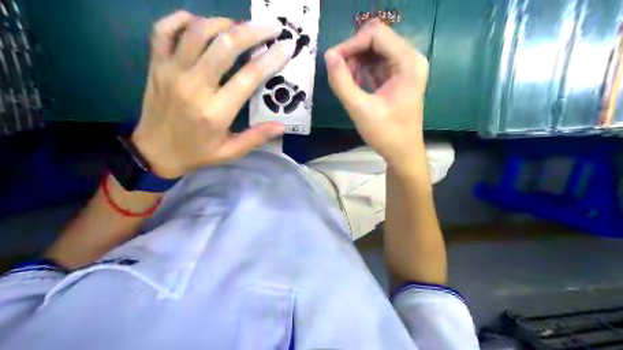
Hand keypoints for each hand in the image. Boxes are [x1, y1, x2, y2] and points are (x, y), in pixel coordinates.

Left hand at [132, 11, 296, 178]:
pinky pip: (164, 30)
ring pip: (198, 32)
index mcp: (216, 112)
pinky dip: (182, 19)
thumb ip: (256, 138)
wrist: (153, 152)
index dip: (271, 58)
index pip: (249, 76)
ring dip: (223, 23)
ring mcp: (171, 72)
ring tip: (239, 26)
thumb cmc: (196, 153)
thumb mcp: (229, 152)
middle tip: (271, 27)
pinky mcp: (156, 65)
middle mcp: (194, 87)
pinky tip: (199, 23)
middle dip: (253, 31)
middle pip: (225, 46)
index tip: (287, 46)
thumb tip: (282, 126)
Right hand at [327, 20, 428, 166]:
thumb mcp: (359, 109)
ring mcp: (405, 66)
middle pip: (375, 38)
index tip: (332, 61)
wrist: (403, 152)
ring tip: (348, 84)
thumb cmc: (386, 134)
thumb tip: (328, 55)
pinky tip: (355, 86)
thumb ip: (341, 81)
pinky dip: (362, 70)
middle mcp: (410, 58)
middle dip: (353, 53)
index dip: (351, 43)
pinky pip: (376, 61)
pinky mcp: (399, 75)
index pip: (376, 34)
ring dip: (356, 62)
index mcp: (408, 63)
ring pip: (374, 49)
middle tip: (339, 74)